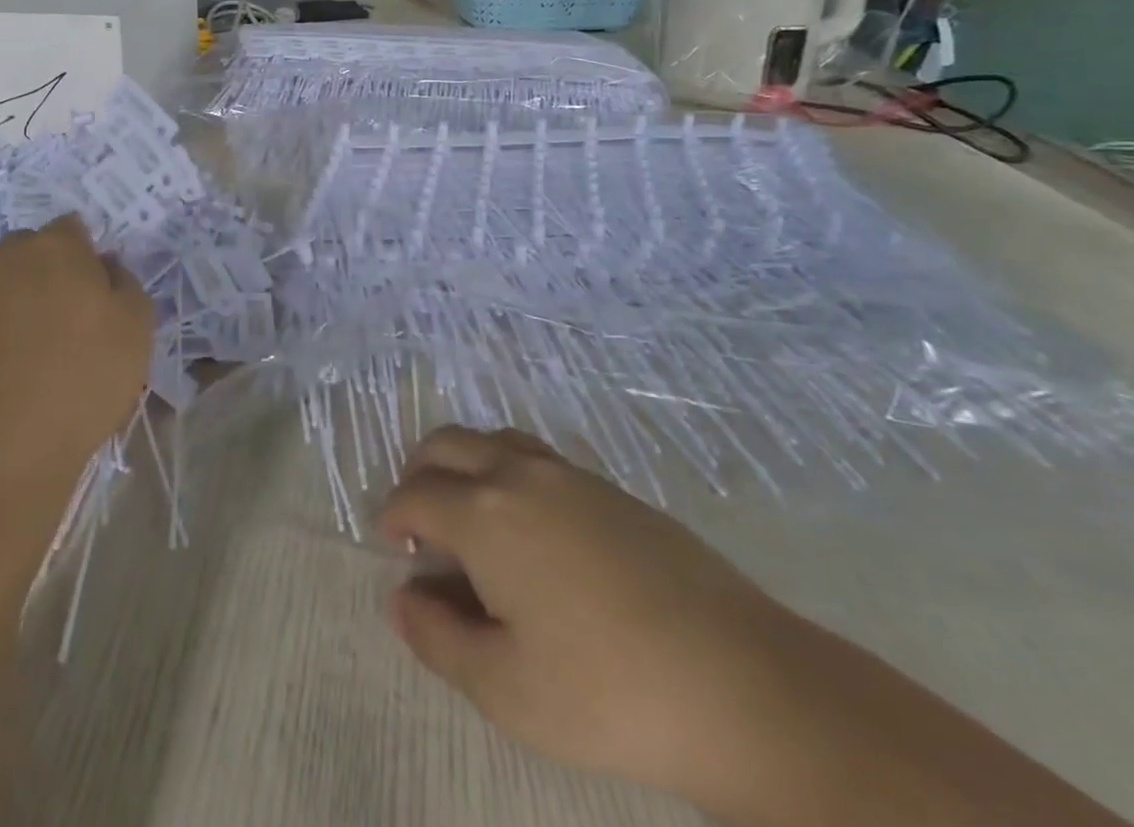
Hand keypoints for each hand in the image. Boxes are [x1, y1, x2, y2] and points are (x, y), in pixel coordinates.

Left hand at [0, 214, 153, 495]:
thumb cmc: (80, 378)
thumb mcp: (136, 329)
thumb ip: (126, 285)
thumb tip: (106, 267)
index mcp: (55, 249)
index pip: (72, 228)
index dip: (87, 255)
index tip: (97, 291)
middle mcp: (3, 261)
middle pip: (28, 252)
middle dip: (46, 273)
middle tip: (67, 320)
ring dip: (14, 307)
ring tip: (33, 357)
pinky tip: (2, 381)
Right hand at [376, 426, 796, 801]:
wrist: (741, 683)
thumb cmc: (606, 693)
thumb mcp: (503, 688)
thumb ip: (437, 636)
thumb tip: (400, 596)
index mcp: (484, 513)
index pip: (415, 494)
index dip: (393, 516)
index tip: (391, 547)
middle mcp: (519, 473)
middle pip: (447, 444)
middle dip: (419, 473)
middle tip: (419, 525)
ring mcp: (570, 474)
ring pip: (494, 440)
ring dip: (464, 464)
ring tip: (469, 520)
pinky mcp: (611, 488)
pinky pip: (537, 456)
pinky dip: (507, 471)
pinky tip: (531, 529)